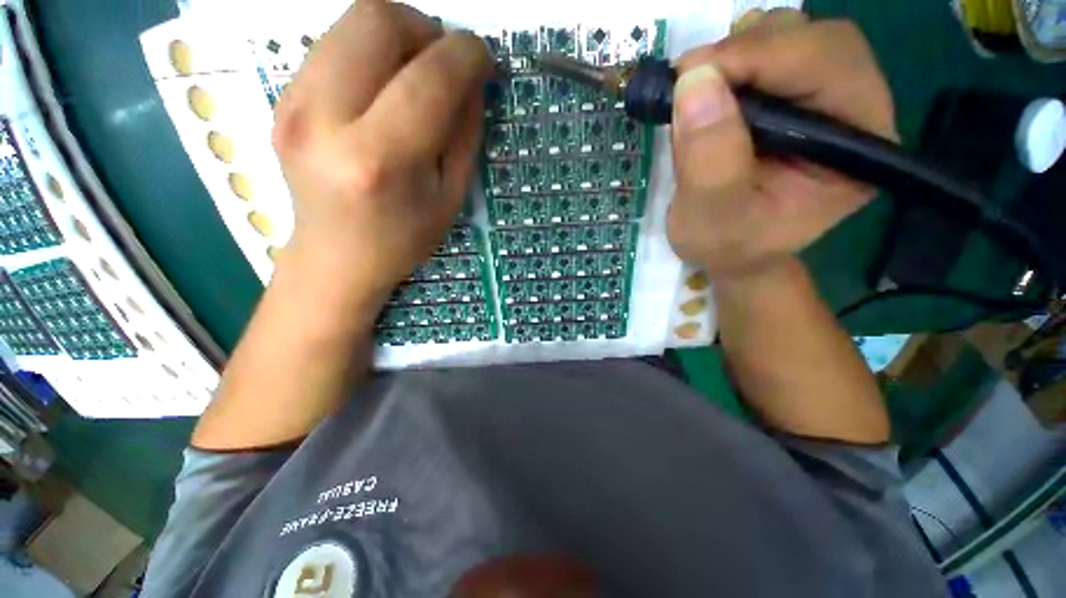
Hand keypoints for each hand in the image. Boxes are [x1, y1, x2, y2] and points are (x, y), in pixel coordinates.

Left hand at [271, 0, 491, 306]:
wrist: (337, 257)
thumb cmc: (404, 238)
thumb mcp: (451, 198)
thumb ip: (464, 135)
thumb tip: (472, 80)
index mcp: (379, 160)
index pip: (428, 79)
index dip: (465, 55)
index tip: (483, 58)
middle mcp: (325, 121)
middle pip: (375, 20)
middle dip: (424, 27)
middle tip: (444, 61)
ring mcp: (292, 105)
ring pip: (349, 22)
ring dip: (396, 34)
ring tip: (416, 73)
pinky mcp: (281, 100)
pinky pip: (332, 45)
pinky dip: (369, 52)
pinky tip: (383, 88)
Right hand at [667, 10, 896, 278]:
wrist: (732, 251)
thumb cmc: (728, 245)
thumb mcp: (712, 218)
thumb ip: (708, 162)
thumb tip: (693, 83)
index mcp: (858, 147)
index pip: (826, 66)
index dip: (758, 57)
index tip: (689, 76)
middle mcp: (855, 110)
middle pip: (814, 40)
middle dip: (745, 51)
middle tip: (687, 82)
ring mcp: (826, 98)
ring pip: (792, 37)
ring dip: (736, 54)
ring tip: (696, 93)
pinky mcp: (796, 95)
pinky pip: (770, 51)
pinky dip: (731, 61)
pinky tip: (708, 93)